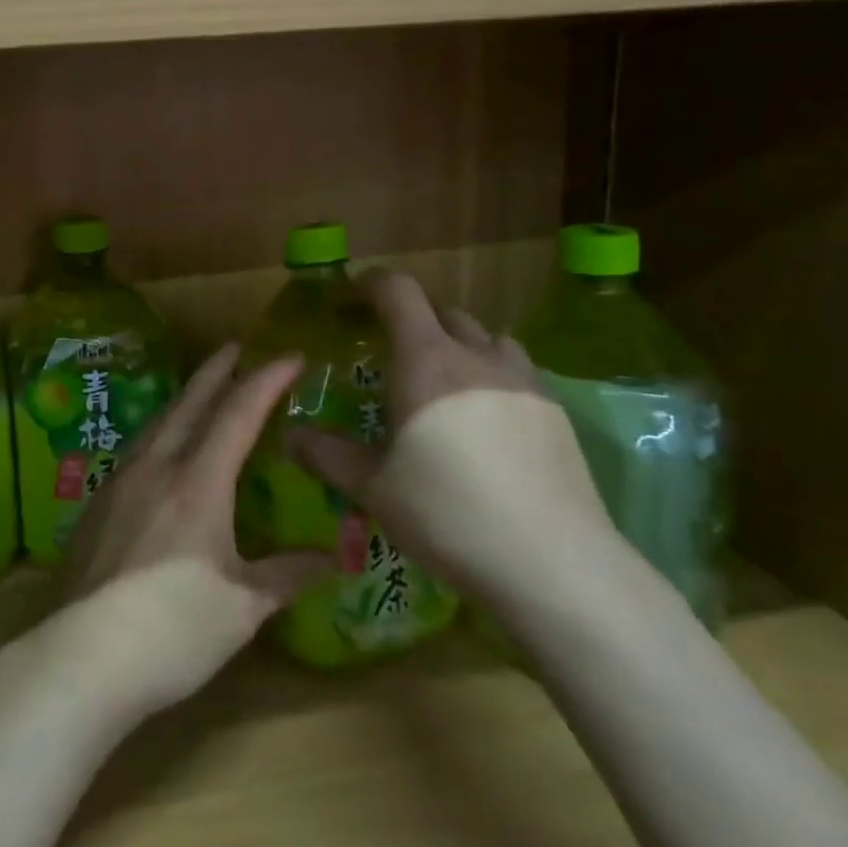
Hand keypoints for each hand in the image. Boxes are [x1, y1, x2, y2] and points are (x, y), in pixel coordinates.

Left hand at [56, 345, 332, 719]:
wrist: (84, 655)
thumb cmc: (175, 628)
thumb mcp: (243, 605)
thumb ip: (287, 574)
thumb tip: (334, 561)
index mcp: (197, 482)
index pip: (238, 414)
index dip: (266, 380)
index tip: (290, 356)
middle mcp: (155, 469)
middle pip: (188, 404)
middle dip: (216, 371)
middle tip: (234, 346)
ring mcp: (119, 485)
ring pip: (156, 424)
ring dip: (182, 400)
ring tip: (198, 392)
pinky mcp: (95, 508)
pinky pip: (135, 452)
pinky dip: (158, 434)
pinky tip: (159, 454)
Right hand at [289, 271, 614, 606]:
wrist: (553, 562)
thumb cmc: (447, 513)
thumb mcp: (372, 487)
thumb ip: (326, 454)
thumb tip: (290, 435)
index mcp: (426, 361)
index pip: (398, 292)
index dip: (371, 284)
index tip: (351, 298)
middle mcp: (477, 357)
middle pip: (443, 313)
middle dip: (414, 322)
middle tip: (393, 360)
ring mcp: (524, 382)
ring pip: (488, 340)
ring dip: (460, 347)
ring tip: (445, 387)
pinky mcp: (557, 414)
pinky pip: (518, 374)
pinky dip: (493, 379)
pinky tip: (488, 426)